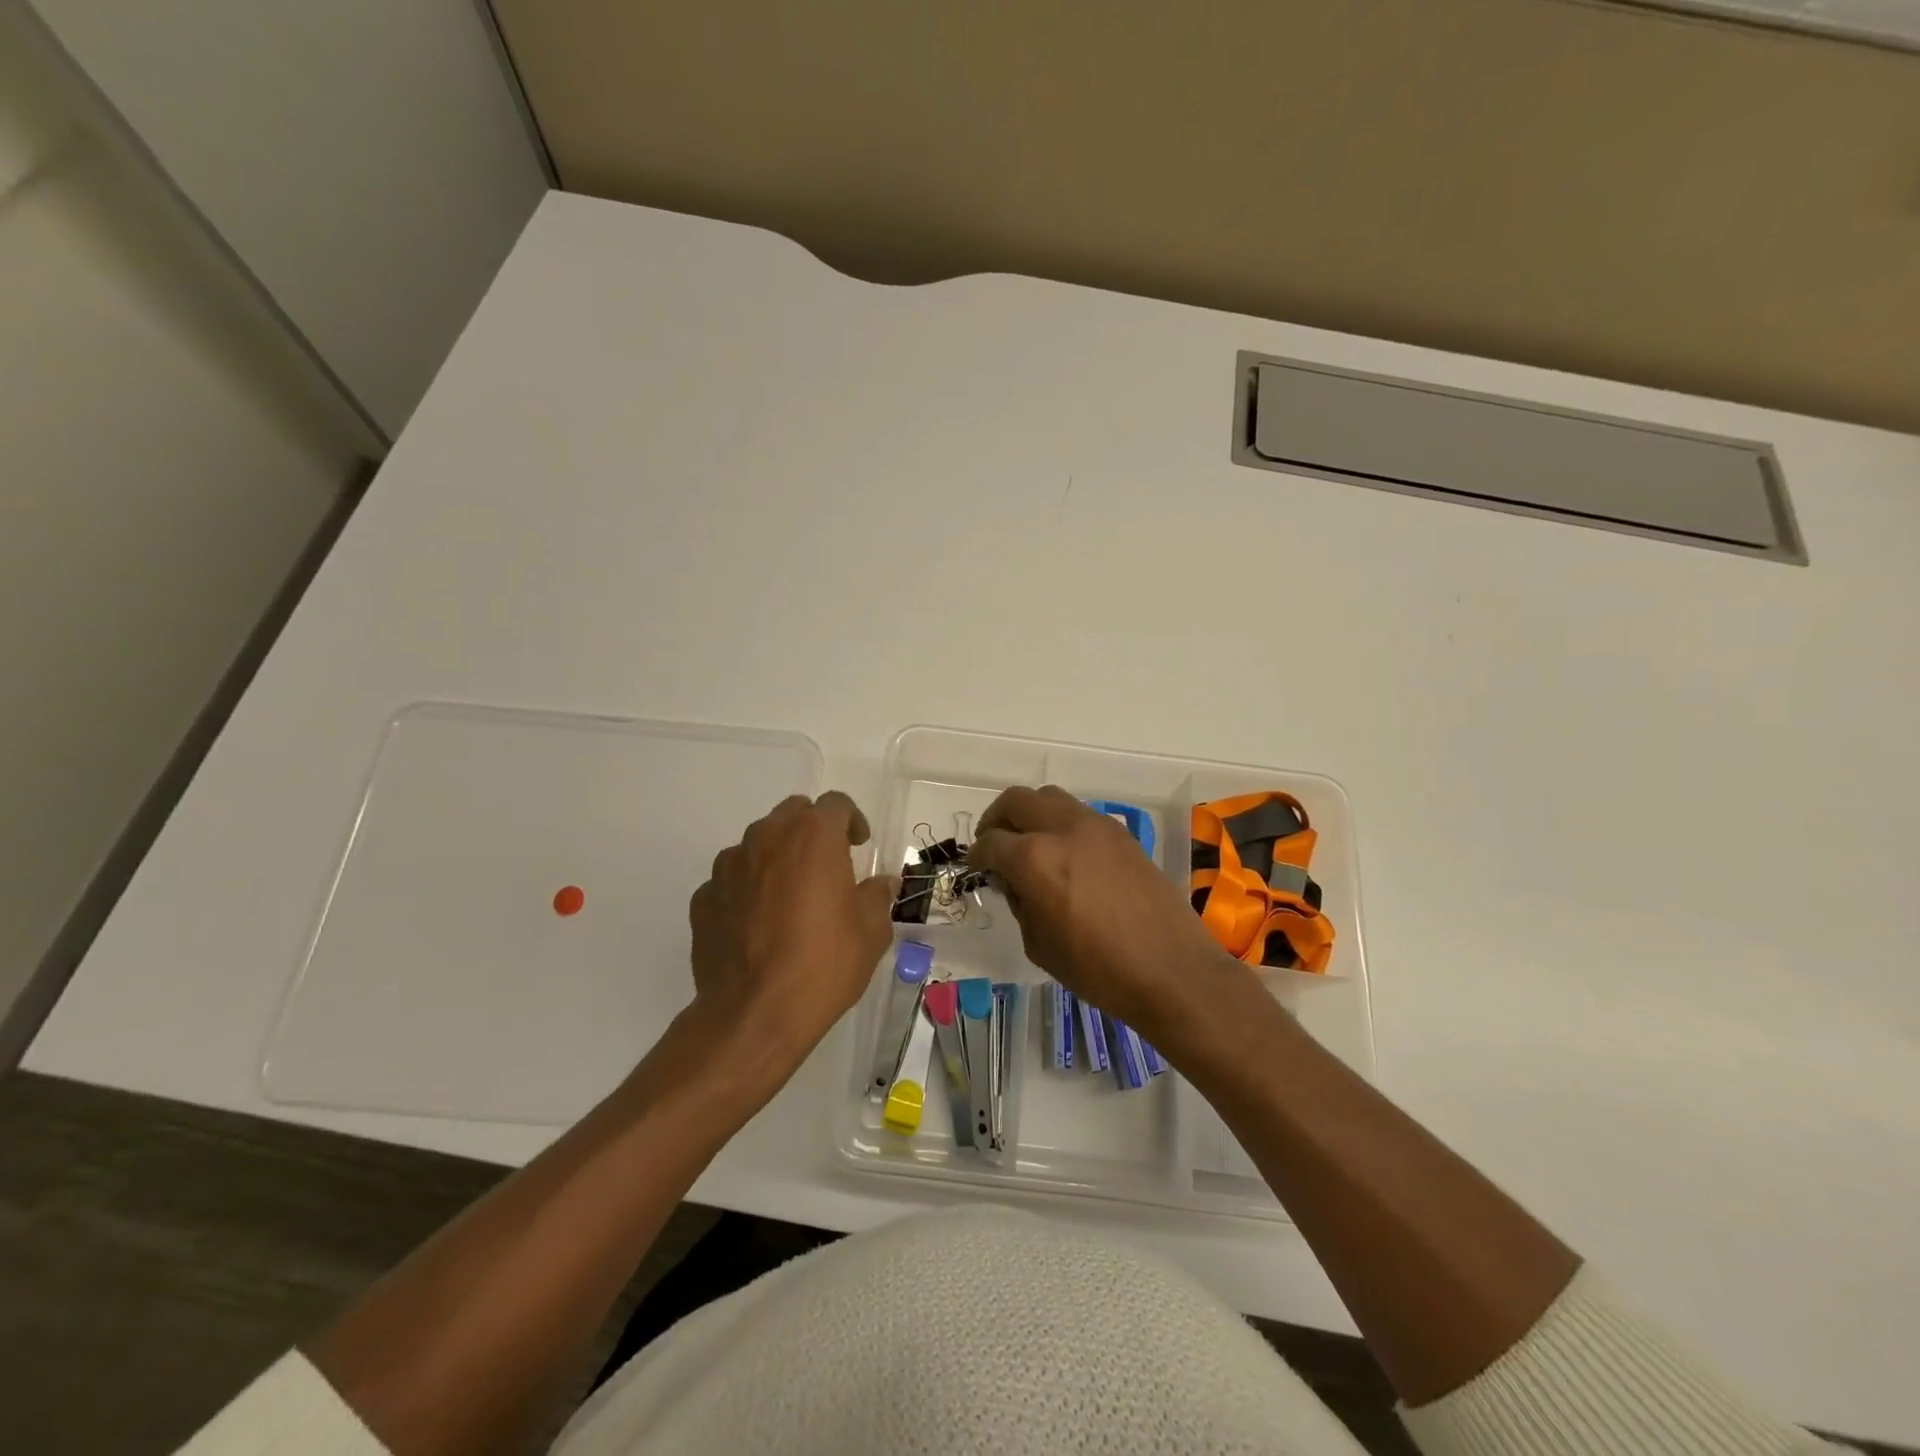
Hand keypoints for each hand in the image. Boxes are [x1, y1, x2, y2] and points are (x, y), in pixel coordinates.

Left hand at [685, 791, 896, 1090]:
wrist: (754, 1015)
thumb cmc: (823, 965)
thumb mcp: (871, 933)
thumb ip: (876, 897)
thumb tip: (881, 883)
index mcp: (813, 837)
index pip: (835, 804)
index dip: (852, 820)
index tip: (859, 846)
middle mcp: (767, 838)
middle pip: (792, 814)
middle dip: (812, 831)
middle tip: (827, 866)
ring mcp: (729, 866)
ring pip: (758, 843)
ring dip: (777, 857)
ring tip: (790, 897)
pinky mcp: (704, 897)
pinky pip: (732, 879)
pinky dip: (748, 889)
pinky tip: (758, 924)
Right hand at [969, 786, 1249, 1038]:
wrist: (1172, 970)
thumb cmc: (1098, 970)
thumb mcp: (1039, 944)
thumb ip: (1020, 902)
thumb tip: (1014, 881)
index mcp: (1035, 858)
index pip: (991, 843)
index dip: (976, 856)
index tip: (976, 867)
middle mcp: (1063, 829)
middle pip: (1016, 801)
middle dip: (997, 820)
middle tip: (993, 845)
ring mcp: (1096, 826)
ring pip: (1049, 798)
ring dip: (1031, 815)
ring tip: (1029, 845)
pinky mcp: (1122, 833)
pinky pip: (1079, 814)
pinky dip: (1061, 824)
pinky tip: (1065, 856)